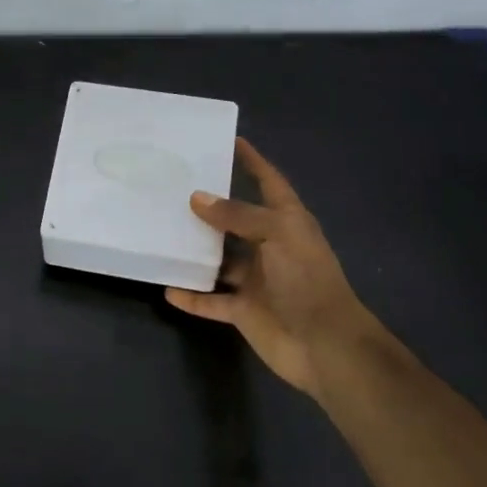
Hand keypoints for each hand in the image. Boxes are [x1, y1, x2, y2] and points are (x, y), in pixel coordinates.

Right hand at [165, 138, 395, 398]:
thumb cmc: (306, 279)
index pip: (269, 182)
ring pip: (219, 261)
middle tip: (174, 187)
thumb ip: (236, 215)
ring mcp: (256, 281)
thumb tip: (196, 198)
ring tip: (162, 233)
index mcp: (286, 223)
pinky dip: (191, 296)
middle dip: (210, 206)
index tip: (230, 141)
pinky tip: (167, 287)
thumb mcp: (276, 235)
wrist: (325, 345)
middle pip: (236, 221)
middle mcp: (270, 247)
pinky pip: (211, 300)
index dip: (253, 162)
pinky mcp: (243, 311)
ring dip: (196, 252)